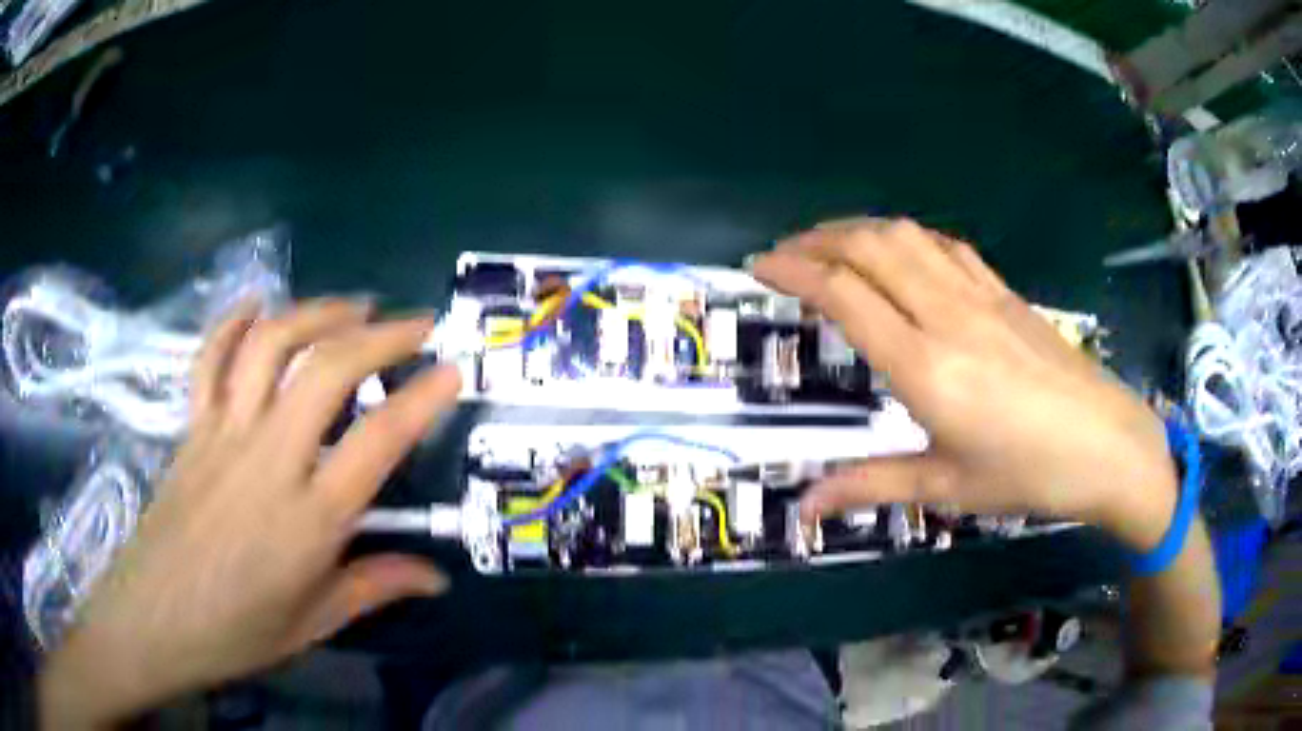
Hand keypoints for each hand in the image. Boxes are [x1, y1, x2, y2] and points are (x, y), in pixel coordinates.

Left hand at [39, 300, 461, 727]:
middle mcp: (267, 461)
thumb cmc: (236, 631)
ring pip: (270, 347)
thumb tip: (437, 578)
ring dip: (316, 313)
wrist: (155, 618)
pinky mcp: (191, 427)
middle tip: (415, 323)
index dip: (423, 399)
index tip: (453, 369)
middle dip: (380, 335)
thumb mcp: (313, 623)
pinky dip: (233, 322)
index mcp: (307, 520)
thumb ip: (374, 588)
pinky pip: (211, 359)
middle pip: (326, 371)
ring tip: (351, 305)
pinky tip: (257, 305)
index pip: (377, 442)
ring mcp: (223, 434)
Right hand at [752, 219, 1176, 551]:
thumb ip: (870, 485)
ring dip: (858, 229)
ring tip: (830, 244)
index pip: (845, 294)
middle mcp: (948, 316)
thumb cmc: (1029, 476)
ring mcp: (980, 296)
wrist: (1109, 446)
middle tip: (783, 253)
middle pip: (869, 247)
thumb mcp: (946, 487)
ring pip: (906, 236)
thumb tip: (805, 506)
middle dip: (816, 239)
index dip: (794, 271)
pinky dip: (908, 238)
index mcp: (927, 368)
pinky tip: (900, 252)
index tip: (760, 266)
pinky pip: (945, 246)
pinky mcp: (1004, 292)